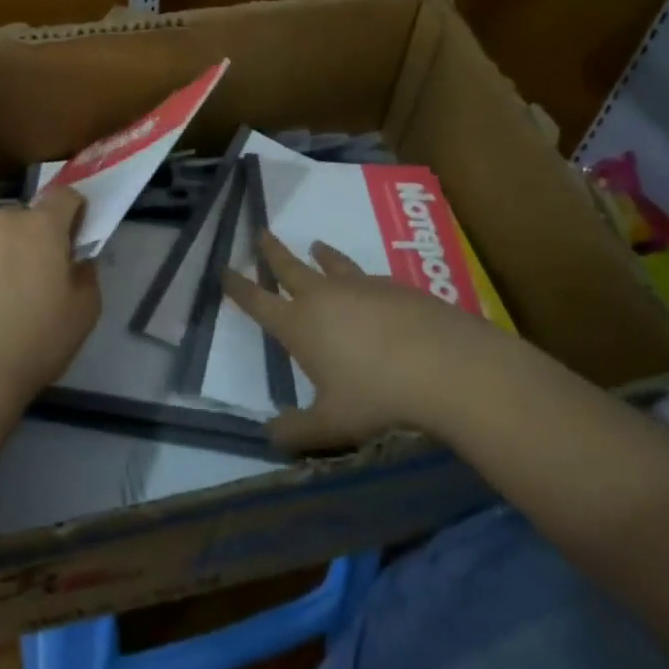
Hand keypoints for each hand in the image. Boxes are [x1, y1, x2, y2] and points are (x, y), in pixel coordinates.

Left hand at [0, 188, 99, 414]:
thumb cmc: (32, 344)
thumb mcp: (83, 315)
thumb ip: (86, 276)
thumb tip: (77, 262)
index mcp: (41, 227)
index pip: (65, 196)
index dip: (72, 212)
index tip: (71, 238)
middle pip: (22, 219)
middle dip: (29, 240)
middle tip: (28, 281)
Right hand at [222, 232, 511, 452]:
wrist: (444, 365)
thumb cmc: (377, 396)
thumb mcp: (331, 424)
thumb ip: (296, 431)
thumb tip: (269, 435)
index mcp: (299, 325)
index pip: (258, 301)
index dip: (238, 286)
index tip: (224, 269)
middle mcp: (324, 297)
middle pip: (290, 267)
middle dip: (272, 252)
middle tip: (261, 232)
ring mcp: (361, 287)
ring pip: (332, 264)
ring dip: (320, 255)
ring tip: (316, 245)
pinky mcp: (395, 287)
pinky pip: (368, 276)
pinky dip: (359, 275)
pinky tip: (369, 284)